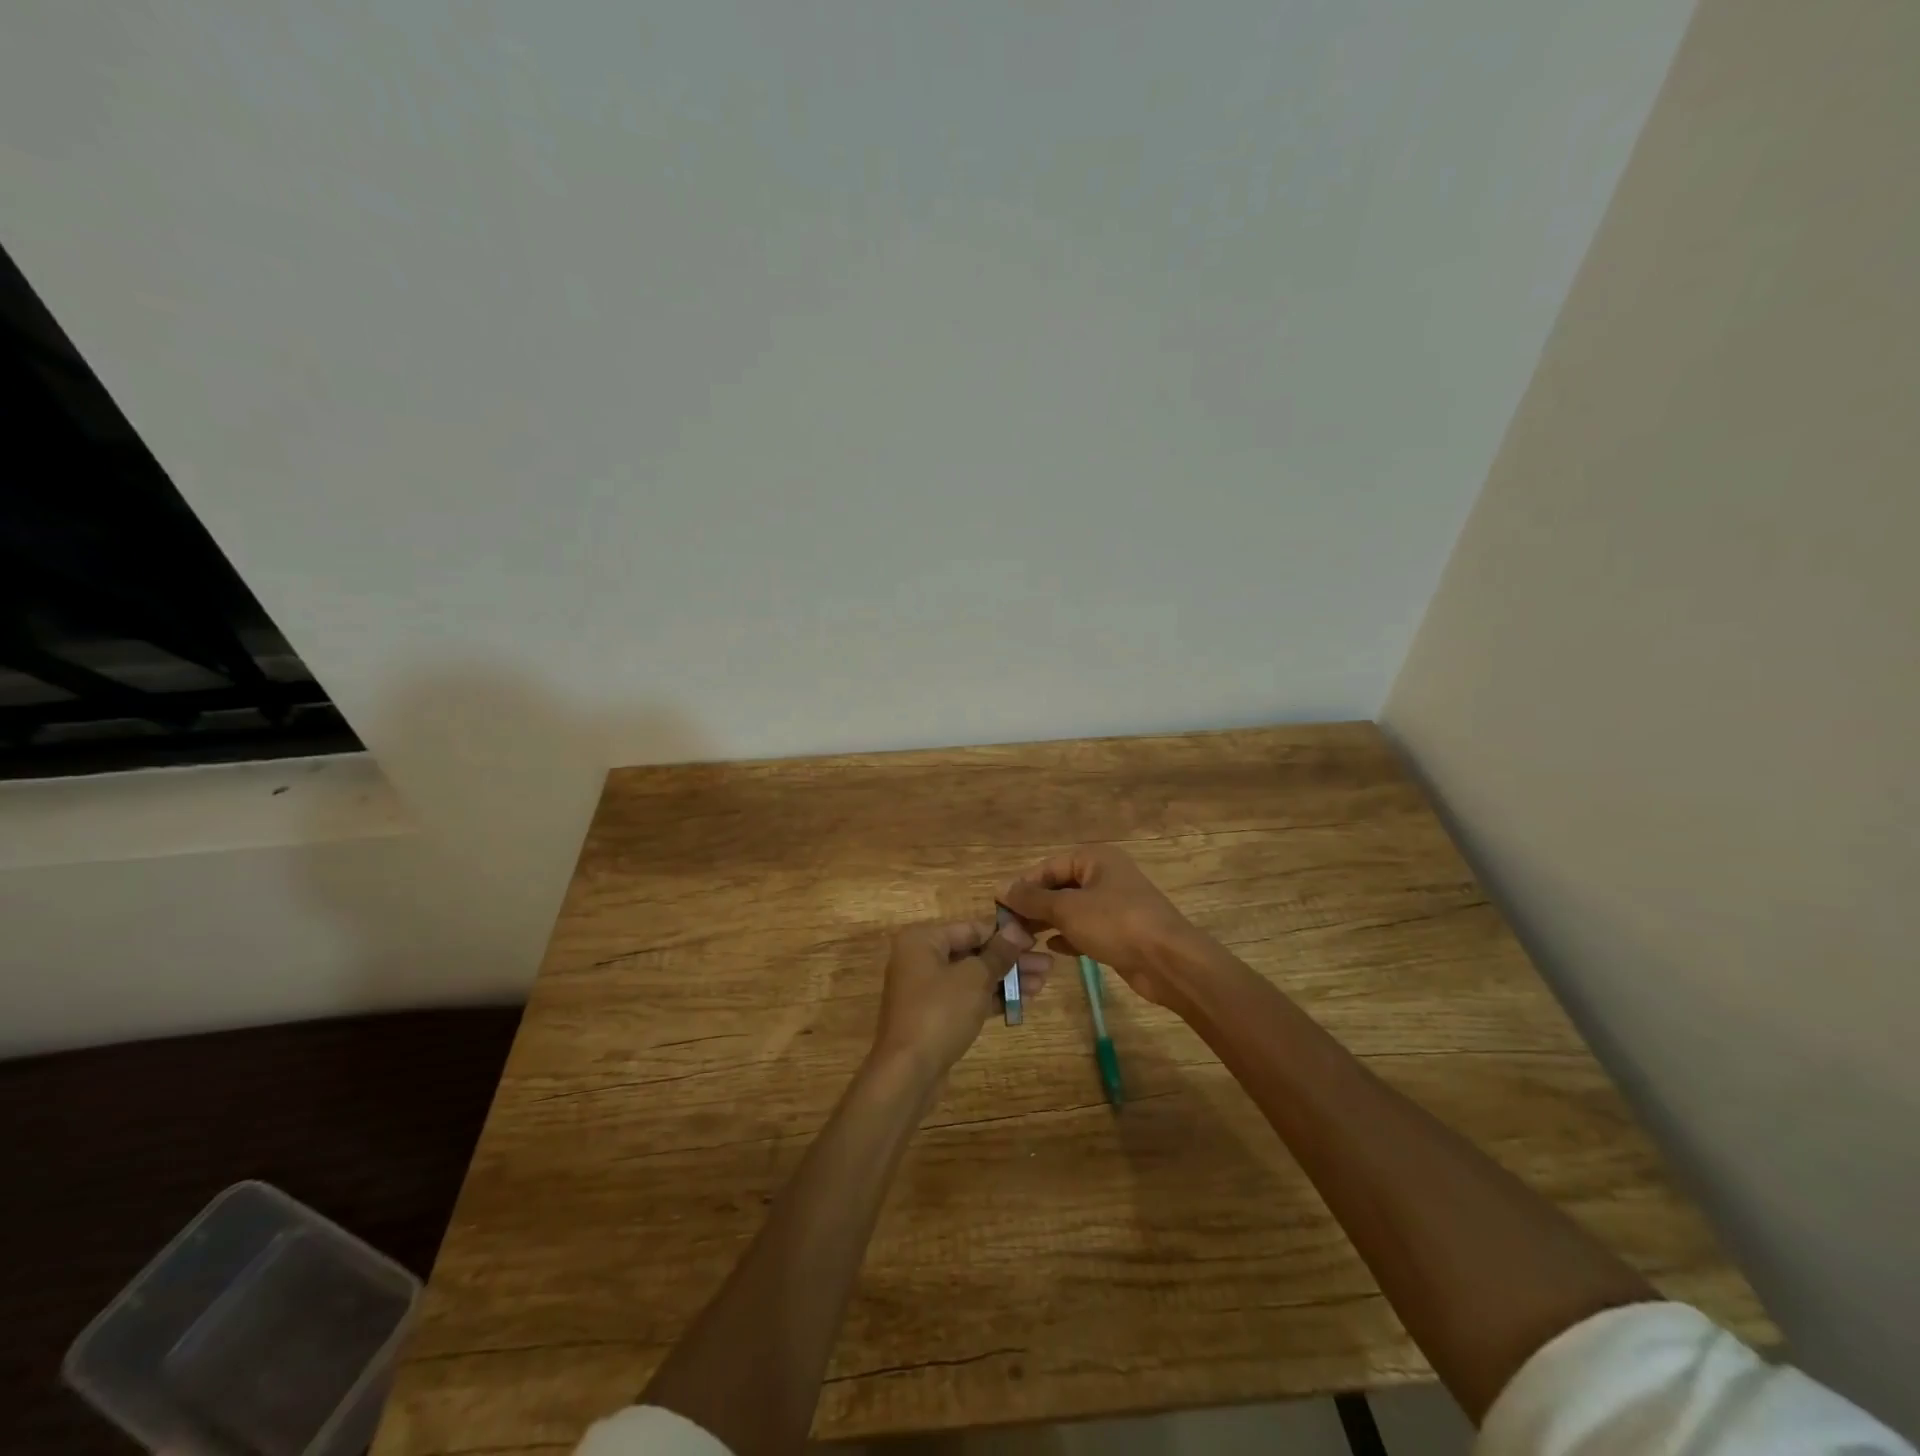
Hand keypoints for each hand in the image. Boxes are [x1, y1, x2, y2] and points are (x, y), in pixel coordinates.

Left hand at [871, 918, 1050, 1079]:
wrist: (908, 1072)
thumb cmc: (940, 1012)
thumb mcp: (974, 978)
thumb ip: (998, 953)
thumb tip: (1017, 929)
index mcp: (923, 940)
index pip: (972, 928)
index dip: (1007, 934)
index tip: (1037, 940)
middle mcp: (921, 959)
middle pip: (974, 952)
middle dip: (1011, 959)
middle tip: (1048, 965)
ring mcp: (926, 990)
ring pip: (973, 977)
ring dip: (1007, 979)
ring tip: (1043, 983)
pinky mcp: (935, 1016)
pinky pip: (968, 999)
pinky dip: (992, 998)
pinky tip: (1023, 1000)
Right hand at [1000, 846, 1208, 1010]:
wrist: (1169, 962)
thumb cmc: (1116, 924)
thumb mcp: (1067, 909)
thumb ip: (1032, 899)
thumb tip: (1001, 888)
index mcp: (1095, 859)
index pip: (1048, 867)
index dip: (1023, 885)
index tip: (999, 907)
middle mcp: (1105, 876)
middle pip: (1060, 887)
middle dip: (1034, 906)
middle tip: (1009, 927)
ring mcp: (1115, 905)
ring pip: (1072, 910)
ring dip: (1048, 923)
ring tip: (1023, 940)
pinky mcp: (1120, 932)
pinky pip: (1086, 929)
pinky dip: (1068, 936)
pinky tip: (1051, 950)